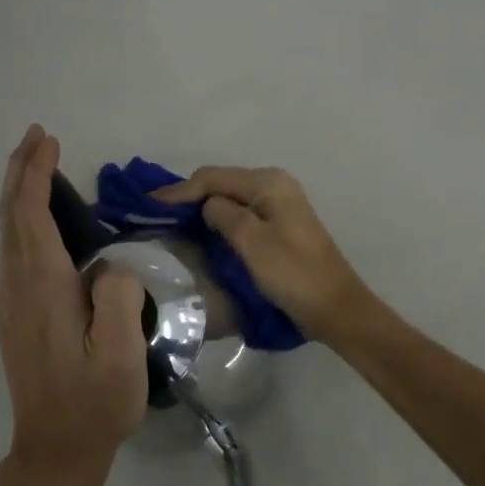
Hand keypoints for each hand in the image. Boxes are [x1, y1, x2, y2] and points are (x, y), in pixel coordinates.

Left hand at [0, 126, 147, 485]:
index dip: (36, 175)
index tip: (48, 141)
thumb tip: (110, 265)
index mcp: (43, 290)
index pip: (31, 216)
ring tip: (39, 164)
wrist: (54, 452)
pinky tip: (41, 219)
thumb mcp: (121, 355)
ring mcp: (12, 303)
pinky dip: (24, 220)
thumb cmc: (94, 404)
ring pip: (9, 233)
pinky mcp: (16, 316)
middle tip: (37, 136)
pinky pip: (15, 252)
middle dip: (20, 171)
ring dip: (20, 193)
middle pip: (11, 217)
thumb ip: (117, 297)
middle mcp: (18, 288)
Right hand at [152, 166, 374, 343]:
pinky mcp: (280, 224)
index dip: (180, 191)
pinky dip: (220, 220)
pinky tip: (203, 233)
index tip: (149, 207)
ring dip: (203, 209)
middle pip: (222, 183)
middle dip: (190, 197)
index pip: (213, 178)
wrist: (335, 307)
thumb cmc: (293, 274)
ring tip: (173, 224)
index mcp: (268, 183)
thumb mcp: (252, 242)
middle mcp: (275, 185)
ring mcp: (279, 204)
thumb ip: (223, 215)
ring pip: (230, 199)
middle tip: (157, 217)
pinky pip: (242, 213)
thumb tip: (207, 205)